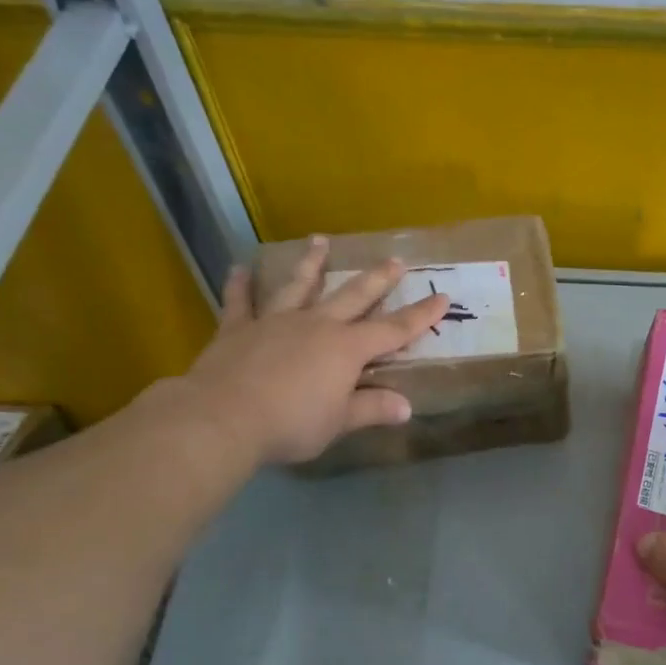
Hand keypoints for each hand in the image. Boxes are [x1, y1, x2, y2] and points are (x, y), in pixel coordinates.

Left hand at [170, 236, 447, 466]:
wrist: (223, 418)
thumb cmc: (291, 423)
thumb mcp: (339, 422)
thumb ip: (371, 409)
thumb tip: (406, 407)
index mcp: (346, 349)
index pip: (393, 329)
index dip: (420, 315)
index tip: (442, 297)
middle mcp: (316, 325)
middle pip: (353, 296)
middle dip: (378, 279)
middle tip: (395, 260)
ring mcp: (276, 321)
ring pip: (298, 286)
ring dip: (311, 263)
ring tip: (319, 240)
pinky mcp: (237, 328)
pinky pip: (240, 302)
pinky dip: (240, 285)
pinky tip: (239, 268)